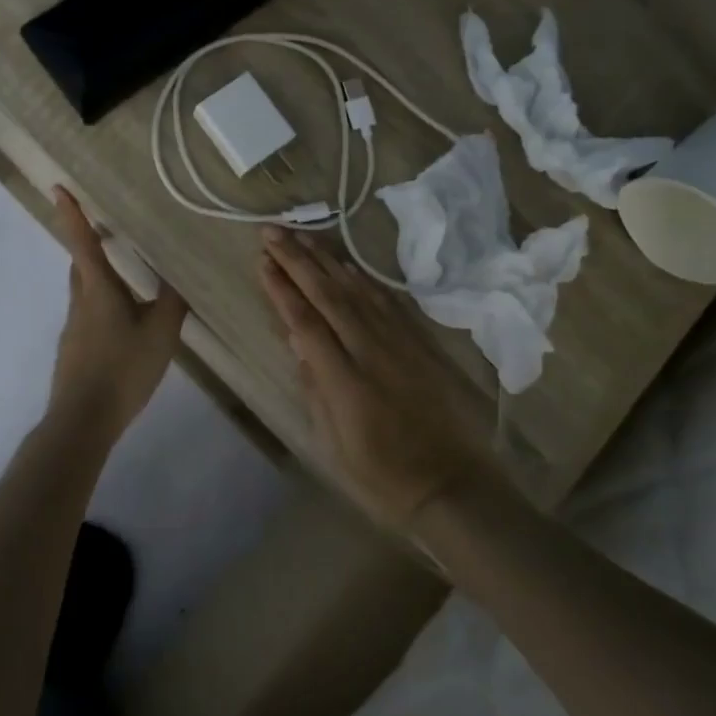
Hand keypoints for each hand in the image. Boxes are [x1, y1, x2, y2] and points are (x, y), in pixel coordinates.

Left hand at [45, 188, 187, 439]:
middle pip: (81, 265)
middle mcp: (80, 302)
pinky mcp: (74, 350)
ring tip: (130, 287)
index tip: (58, 188)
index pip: (83, 242)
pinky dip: (104, 309)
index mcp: (99, 289)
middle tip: (110, 234)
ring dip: (100, 279)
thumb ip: (173, 303)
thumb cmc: (123, 369)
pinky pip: (89, 316)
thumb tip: (180, 278)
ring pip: (85, 291)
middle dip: (90, 245)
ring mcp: (74, 327)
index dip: (72, 214)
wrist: (83, 420)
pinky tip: (126, 331)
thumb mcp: (162, 334)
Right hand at [258, 227, 491, 528]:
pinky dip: (362, 279)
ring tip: (302, 235)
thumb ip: (314, 387)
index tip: (262, 261)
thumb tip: (297, 340)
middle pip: (328, 294)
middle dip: (296, 259)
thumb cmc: (382, 474)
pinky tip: (346, 266)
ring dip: (326, 259)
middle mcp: (370, 350)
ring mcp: (399, 342)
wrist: (452, 484)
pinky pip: (386, 300)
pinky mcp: (419, 342)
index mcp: (344, 379)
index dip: (282, 288)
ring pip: (356, 289)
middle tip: (271, 231)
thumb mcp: (333, 442)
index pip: (305, 320)